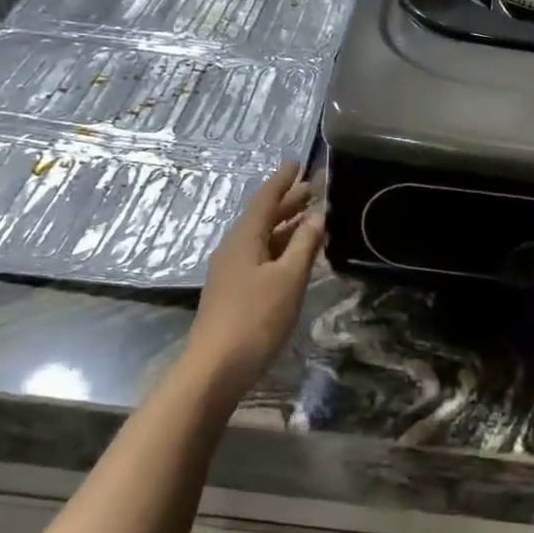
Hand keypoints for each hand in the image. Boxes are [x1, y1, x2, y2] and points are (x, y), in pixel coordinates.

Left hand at [186, 162, 324, 393]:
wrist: (215, 369)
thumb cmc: (255, 319)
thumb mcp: (289, 279)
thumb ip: (305, 245)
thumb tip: (318, 215)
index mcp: (244, 238)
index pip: (264, 199)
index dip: (282, 181)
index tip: (298, 163)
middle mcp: (234, 248)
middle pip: (262, 216)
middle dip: (287, 201)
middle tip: (312, 188)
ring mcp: (231, 271)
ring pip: (261, 237)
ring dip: (285, 225)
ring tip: (309, 216)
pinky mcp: (234, 291)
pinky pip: (260, 256)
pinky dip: (279, 247)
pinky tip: (294, 254)